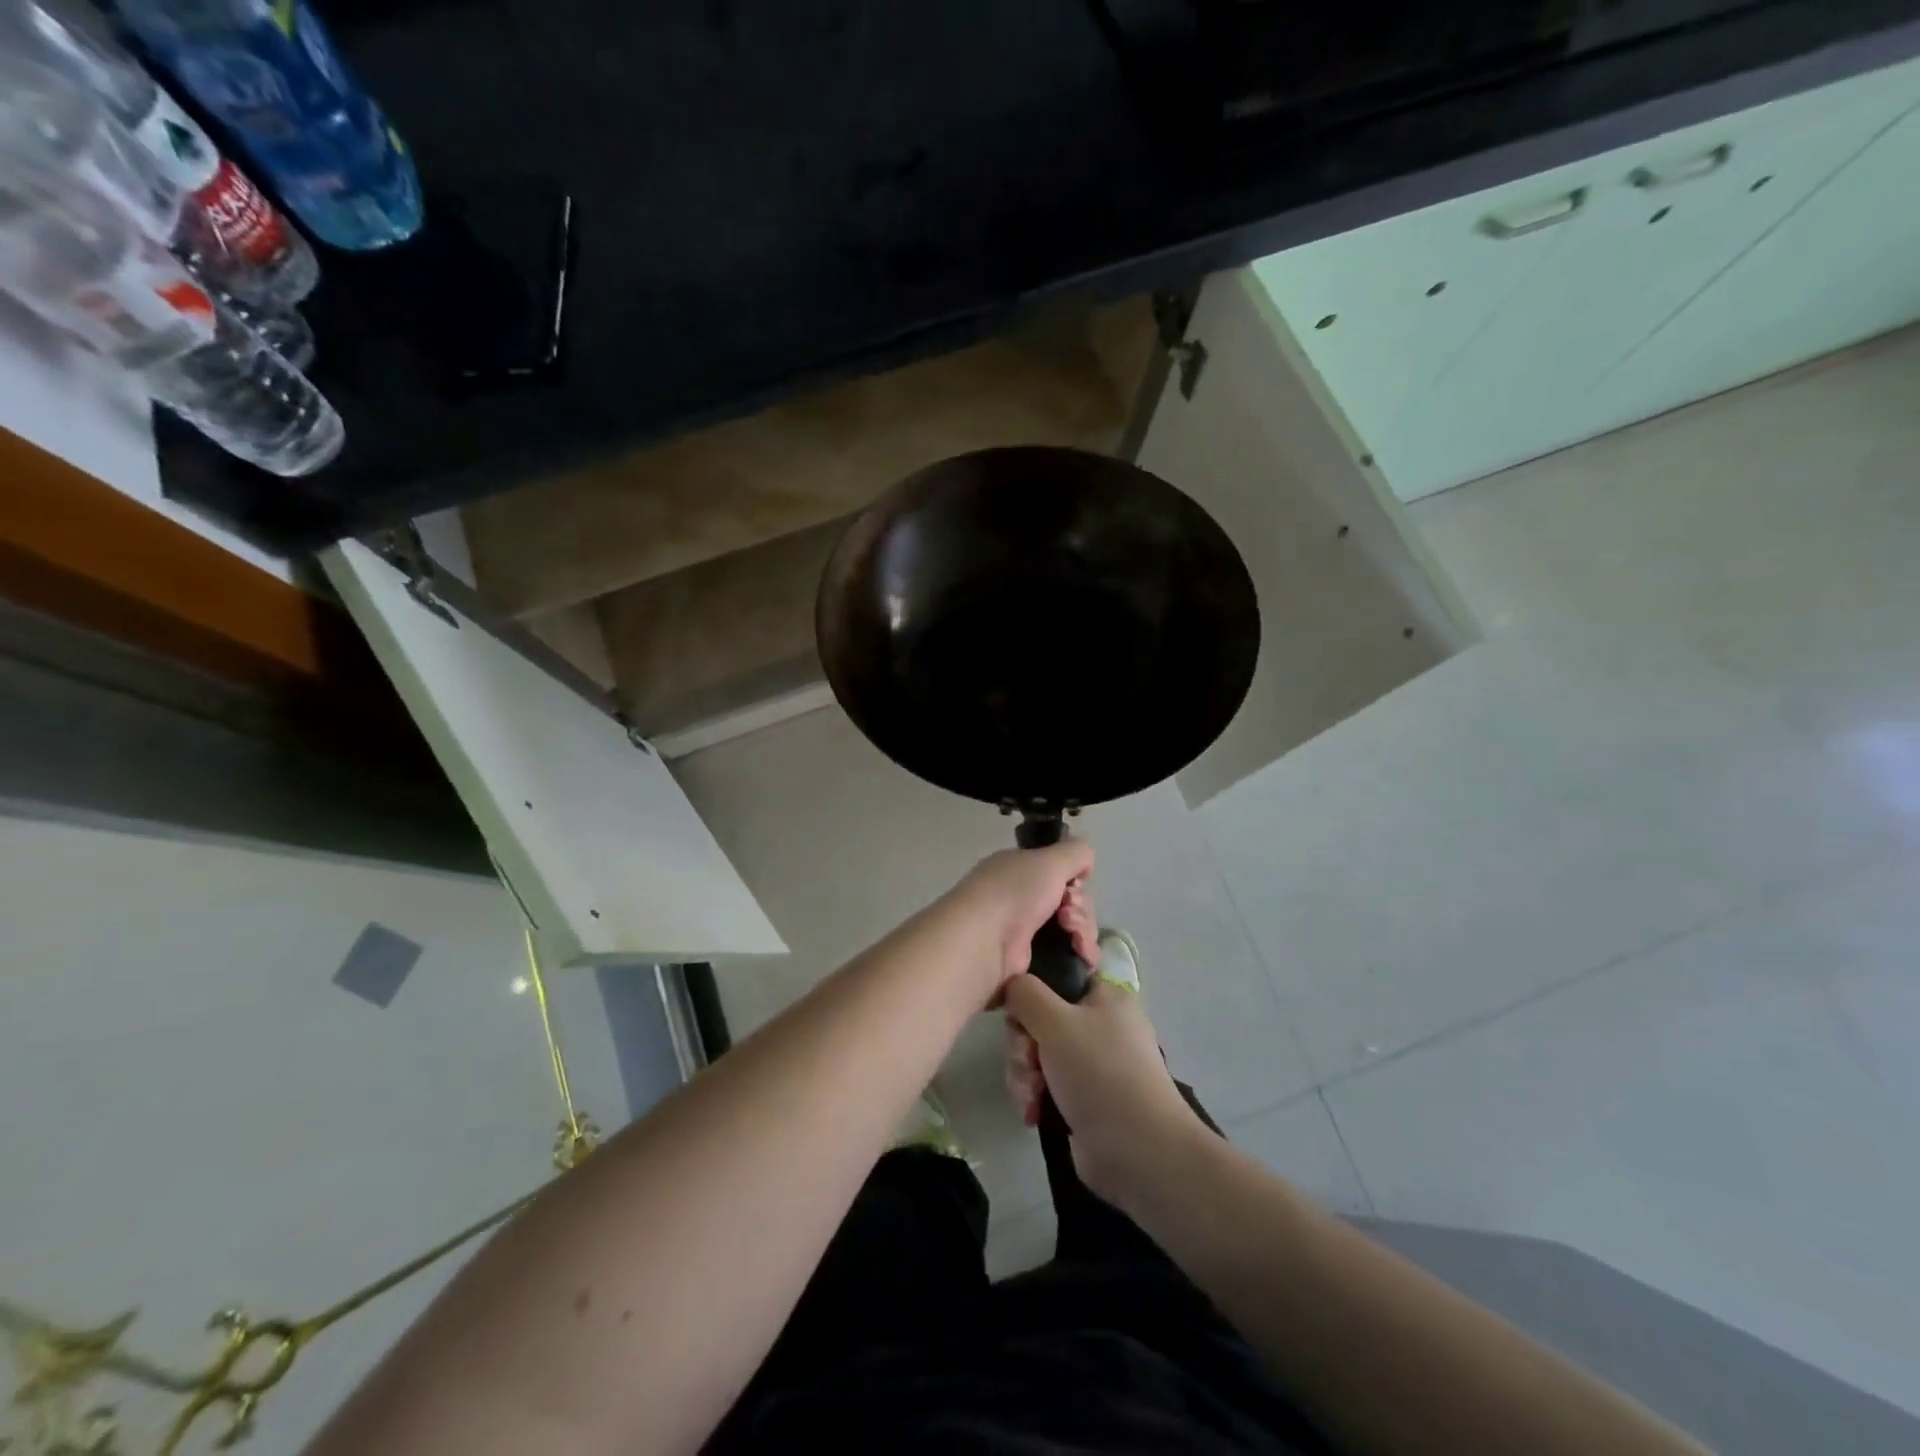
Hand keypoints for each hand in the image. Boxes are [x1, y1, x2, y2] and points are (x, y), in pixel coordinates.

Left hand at [941, 839, 1096, 995]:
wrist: (985, 942)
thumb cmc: (1014, 892)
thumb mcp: (1049, 860)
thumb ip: (1075, 853)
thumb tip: (1086, 864)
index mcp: (1019, 871)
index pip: (1059, 874)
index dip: (1074, 880)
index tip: (1074, 886)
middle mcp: (1020, 900)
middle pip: (1071, 903)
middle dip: (1081, 908)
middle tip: (1068, 915)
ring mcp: (1025, 934)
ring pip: (1074, 930)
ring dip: (1083, 931)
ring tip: (1074, 937)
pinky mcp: (1032, 964)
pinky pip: (1069, 956)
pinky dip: (1081, 954)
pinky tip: (1082, 955)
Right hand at [1002, 973, 1207, 1207]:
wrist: (1138, 1151)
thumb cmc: (1100, 1073)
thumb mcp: (1055, 1020)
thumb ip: (1024, 992)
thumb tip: (1011, 984)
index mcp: (1104, 996)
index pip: (1056, 979)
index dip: (1031, 995)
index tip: (1020, 1016)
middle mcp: (1100, 1024)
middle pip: (1040, 1019)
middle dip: (1024, 1045)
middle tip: (1028, 1064)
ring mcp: (1093, 1064)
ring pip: (1038, 1054)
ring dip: (1026, 1075)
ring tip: (1033, 1099)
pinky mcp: (1084, 1098)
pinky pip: (1046, 1085)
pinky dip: (1036, 1097)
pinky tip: (1035, 1114)